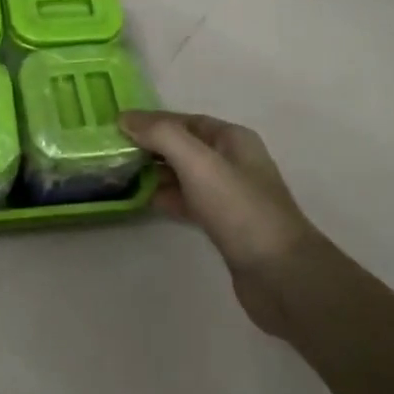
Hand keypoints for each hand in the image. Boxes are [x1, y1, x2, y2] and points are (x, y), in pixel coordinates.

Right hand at [119, 110, 316, 338]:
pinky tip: (144, 202)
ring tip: (120, 176)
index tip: (116, 127)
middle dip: (150, 147)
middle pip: (183, 146)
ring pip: (184, 175)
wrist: (281, 275)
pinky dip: (167, 198)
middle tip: (113, 154)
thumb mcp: (198, 163)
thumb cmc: (240, 209)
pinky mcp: (224, 225)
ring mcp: (229, 195)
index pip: (184, 120)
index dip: (151, 121)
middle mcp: (232, 161)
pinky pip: (188, 201)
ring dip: (155, 173)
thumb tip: (125, 118)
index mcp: (232, 139)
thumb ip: (161, 135)